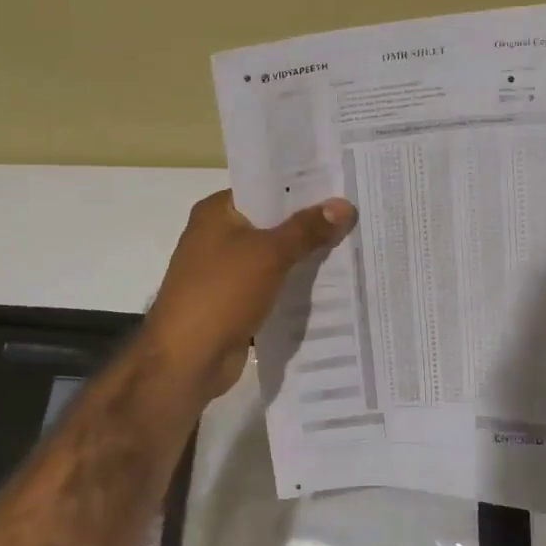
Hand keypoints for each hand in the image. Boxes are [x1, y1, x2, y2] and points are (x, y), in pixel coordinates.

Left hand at [146, 190, 356, 400]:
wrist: (187, 359)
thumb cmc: (222, 293)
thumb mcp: (269, 254)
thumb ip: (307, 230)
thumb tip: (344, 205)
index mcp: (217, 212)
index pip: (265, 188)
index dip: (302, 188)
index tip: (341, 187)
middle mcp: (218, 236)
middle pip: (272, 222)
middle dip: (310, 224)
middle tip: (357, 216)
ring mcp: (225, 271)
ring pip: (274, 256)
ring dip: (304, 257)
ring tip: (353, 246)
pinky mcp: (234, 301)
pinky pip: (271, 285)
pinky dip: (293, 285)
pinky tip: (330, 284)